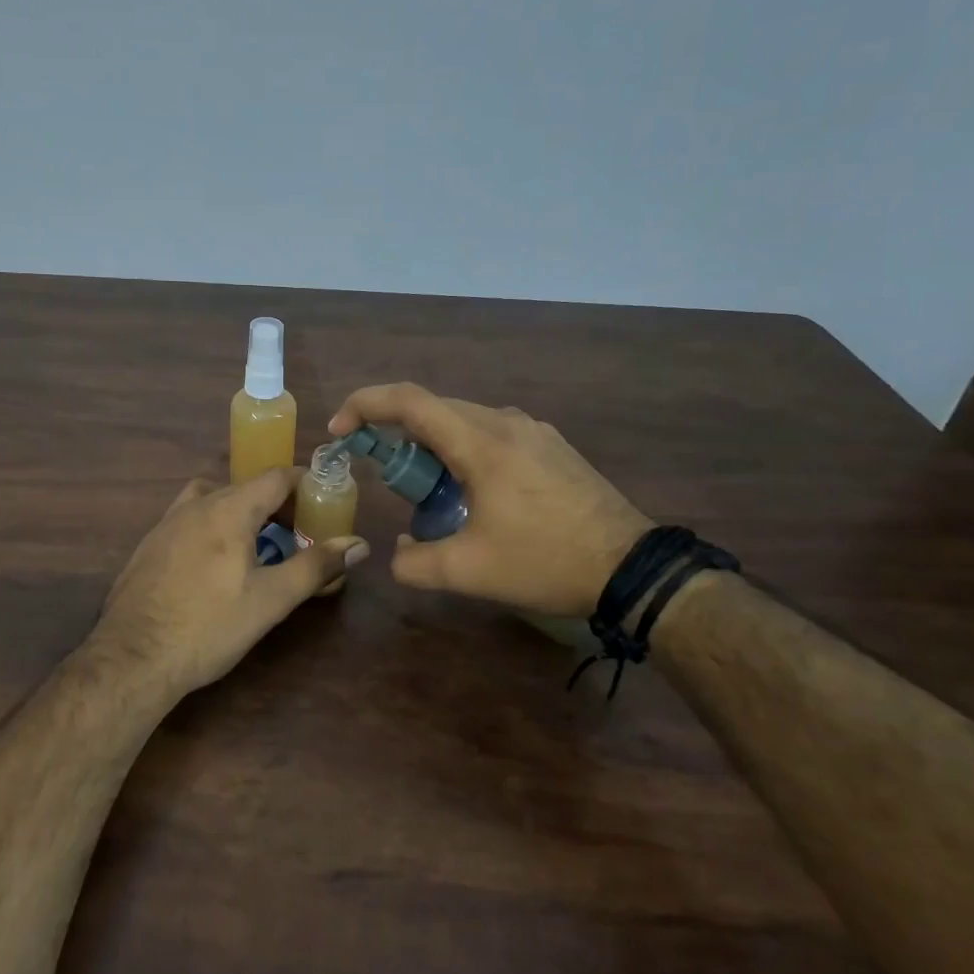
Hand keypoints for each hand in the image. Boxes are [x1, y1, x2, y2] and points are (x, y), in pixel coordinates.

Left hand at [89, 467, 368, 701]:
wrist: (131, 659)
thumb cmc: (208, 627)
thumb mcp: (270, 600)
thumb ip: (316, 566)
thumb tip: (359, 544)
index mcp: (228, 509)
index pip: (276, 476)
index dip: (306, 485)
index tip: (325, 506)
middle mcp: (196, 505)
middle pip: (246, 487)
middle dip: (278, 505)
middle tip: (300, 535)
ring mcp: (166, 523)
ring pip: (214, 499)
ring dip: (242, 513)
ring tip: (258, 548)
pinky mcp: (149, 545)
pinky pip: (190, 519)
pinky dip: (213, 527)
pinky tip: (215, 565)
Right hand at [328, 383, 650, 616]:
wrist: (632, 567)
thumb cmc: (546, 562)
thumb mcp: (470, 572)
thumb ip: (416, 564)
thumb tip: (398, 553)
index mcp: (481, 442)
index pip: (409, 401)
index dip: (365, 404)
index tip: (340, 429)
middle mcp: (505, 422)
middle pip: (434, 409)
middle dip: (397, 434)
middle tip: (384, 475)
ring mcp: (533, 430)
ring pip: (464, 420)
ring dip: (434, 446)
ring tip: (430, 492)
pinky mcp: (551, 446)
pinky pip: (492, 433)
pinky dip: (465, 451)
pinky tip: (474, 493)